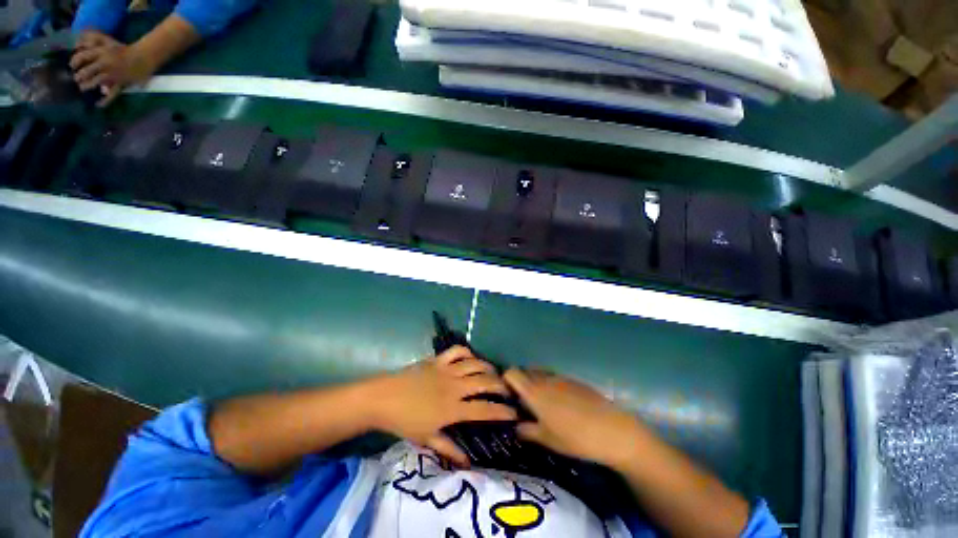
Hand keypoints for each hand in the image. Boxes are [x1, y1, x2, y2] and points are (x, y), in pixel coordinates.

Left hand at [70, 31, 156, 106]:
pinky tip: (98, 105)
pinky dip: (105, 101)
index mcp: (101, 53)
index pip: (82, 57)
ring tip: (83, 88)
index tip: (72, 66)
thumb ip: (93, 39)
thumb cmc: (124, 49)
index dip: (74, 62)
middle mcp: (104, 64)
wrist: (143, 57)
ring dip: (87, 86)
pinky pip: (111, 94)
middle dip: (79, 76)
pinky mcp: (120, 83)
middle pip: (86, 72)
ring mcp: (113, 75)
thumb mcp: (108, 40)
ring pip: (95, 82)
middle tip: (78, 79)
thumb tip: (77, 42)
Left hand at [373, 346, 517, 466]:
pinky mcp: (437, 359)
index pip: (484, 409)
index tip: (515, 413)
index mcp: (452, 408)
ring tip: (493, 373)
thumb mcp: (426, 438)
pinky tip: (471, 358)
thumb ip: (449, 448)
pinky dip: (467, 352)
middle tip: (507, 390)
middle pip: (484, 382)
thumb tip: (468, 463)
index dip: (502, 411)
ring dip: (488, 367)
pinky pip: (457, 351)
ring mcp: (446, 370)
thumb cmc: (404, 421)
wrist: (383, 398)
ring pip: (474, 364)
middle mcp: (454, 386)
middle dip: (500, 385)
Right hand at [504, 369, 645, 468]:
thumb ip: (527, 431)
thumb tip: (515, 426)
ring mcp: (561, 377)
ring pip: (540, 374)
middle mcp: (545, 379)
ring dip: (536, 384)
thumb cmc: (575, 438)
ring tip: (543, 405)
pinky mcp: (574, 380)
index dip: (506, 381)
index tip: (508, 396)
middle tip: (524, 403)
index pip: (511, 373)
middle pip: (525, 371)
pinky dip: (551, 386)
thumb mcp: (547, 439)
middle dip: (521, 383)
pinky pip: (555, 378)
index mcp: (534, 391)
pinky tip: (562, 404)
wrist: (613, 430)